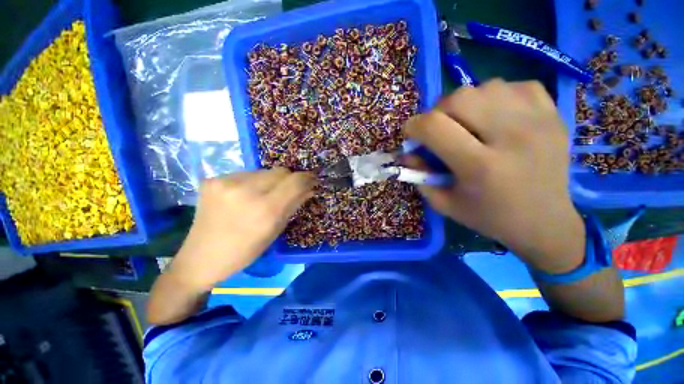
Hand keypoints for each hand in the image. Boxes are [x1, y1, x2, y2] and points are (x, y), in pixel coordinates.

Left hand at [169, 168, 315, 289]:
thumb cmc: (244, 251)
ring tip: (263, 195)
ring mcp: (226, 182)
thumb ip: (294, 205)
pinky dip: (253, 182)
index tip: (312, 180)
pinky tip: (244, 196)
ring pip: (264, 171)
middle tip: (288, 190)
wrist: (200, 257)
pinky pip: (246, 174)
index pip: (295, 181)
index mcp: (265, 210)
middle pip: (281, 171)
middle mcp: (245, 190)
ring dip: (271, 181)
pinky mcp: (213, 179)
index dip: (307, 178)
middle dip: (290, 179)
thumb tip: (309, 188)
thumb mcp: (275, 231)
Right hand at [404, 79, 584, 272]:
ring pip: (486, 86)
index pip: (435, 127)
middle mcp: (511, 137)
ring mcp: (538, 121)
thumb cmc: (489, 217)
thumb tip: (407, 153)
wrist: (545, 222)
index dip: (414, 126)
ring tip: (468, 123)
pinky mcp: (553, 114)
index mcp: (480, 167)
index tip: (411, 134)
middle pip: (460, 98)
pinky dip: (497, 96)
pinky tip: (496, 116)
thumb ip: (420, 176)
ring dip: (466, 103)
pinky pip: (515, 86)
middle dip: (438, 111)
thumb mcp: (444, 203)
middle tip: (440, 128)